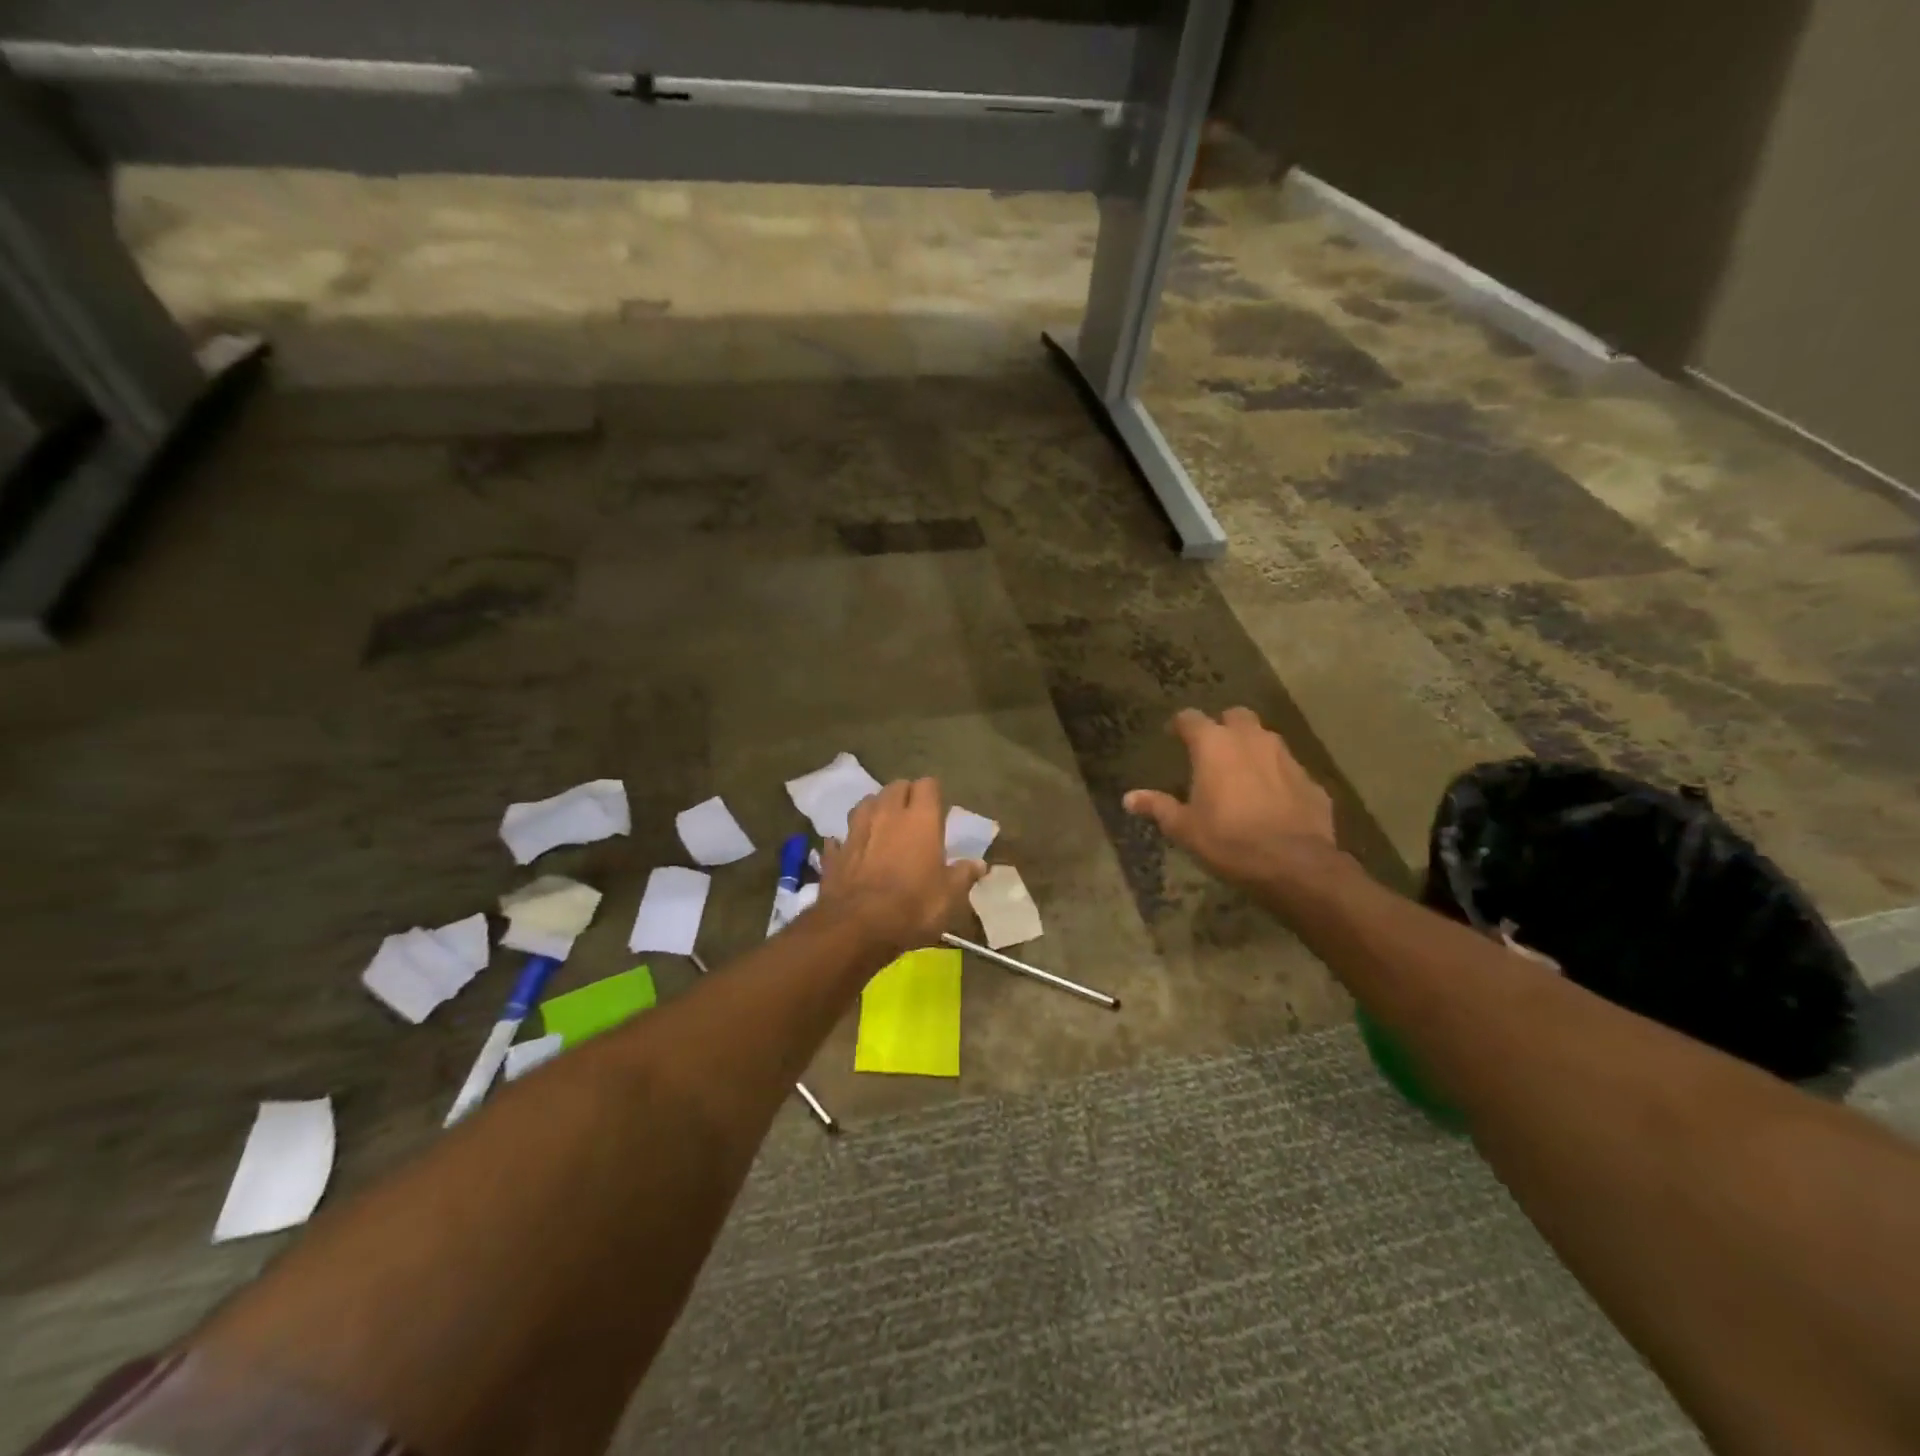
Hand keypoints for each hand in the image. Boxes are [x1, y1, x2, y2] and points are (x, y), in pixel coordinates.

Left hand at [818, 779, 986, 959]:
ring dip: (875, 810)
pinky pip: (842, 836)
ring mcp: (856, 830)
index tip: (938, 810)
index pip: (928, 785)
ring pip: (865, 803)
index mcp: (920, 818)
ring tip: (883, 826)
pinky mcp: (836, 852)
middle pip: (895, 787)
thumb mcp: (949, 896)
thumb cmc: (913, 906)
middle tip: (913, 816)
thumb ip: (964, 875)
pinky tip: (852, 850)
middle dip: (904, 795)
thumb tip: (980, 864)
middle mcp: (887, 814)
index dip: (933, 794)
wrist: (857, 927)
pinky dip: (849, 840)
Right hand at [1124, 707, 1336, 887]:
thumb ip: (1158, 807)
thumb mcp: (1184, 828)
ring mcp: (1286, 757)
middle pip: (1236, 716)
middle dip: (1223, 726)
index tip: (1173, 735)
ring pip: (1266, 739)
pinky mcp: (1311, 780)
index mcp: (1214, 745)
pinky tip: (1272, 800)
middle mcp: (1251, 739)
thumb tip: (1129, 798)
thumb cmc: (1229, 840)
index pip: (1190, 718)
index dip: (1180, 725)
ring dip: (1252, 748)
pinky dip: (1277, 776)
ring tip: (1242, 773)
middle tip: (1213, 749)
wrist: (1296, 864)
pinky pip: (1288, 769)